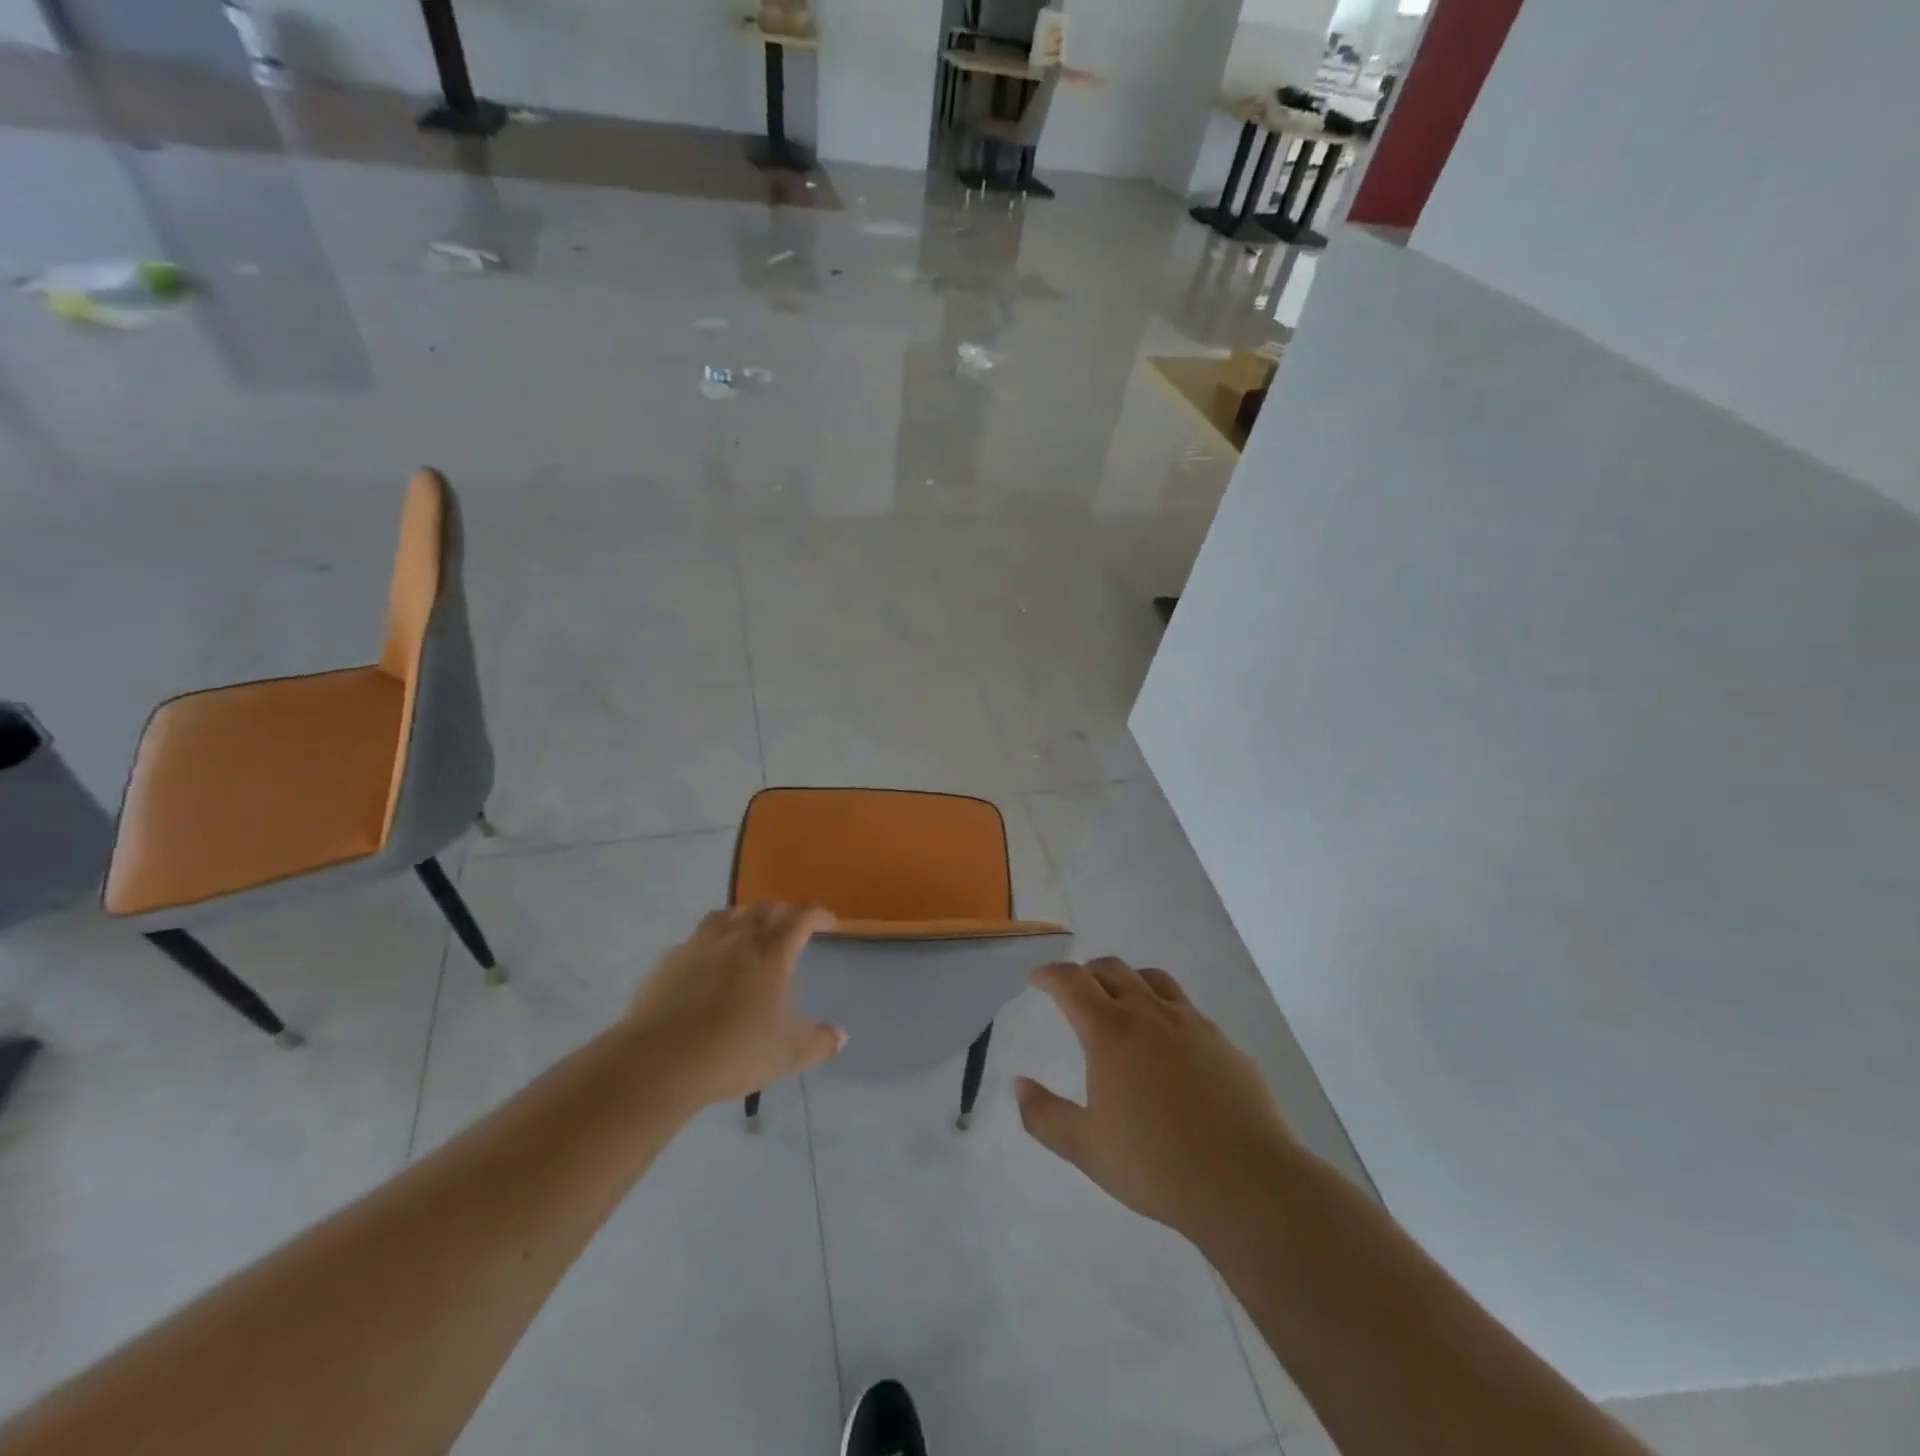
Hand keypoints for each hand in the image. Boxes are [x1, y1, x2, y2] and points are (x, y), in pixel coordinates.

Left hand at [628, 904, 845, 1105]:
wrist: (659, 1062)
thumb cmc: (735, 1051)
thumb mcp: (790, 1054)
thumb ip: (820, 1042)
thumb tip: (840, 1036)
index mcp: (772, 951)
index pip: (801, 916)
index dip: (817, 915)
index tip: (828, 922)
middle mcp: (737, 937)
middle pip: (764, 908)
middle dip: (782, 913)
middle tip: (790, 929)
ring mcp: (698, 946)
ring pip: (726, 916)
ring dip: (743, 919)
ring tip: (747, 935)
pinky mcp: (668, 962)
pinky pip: (695, 940)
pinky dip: (709, 944)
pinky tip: (707, 966)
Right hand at [1017, 958, 1299, 1247]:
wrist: (1247, 1184)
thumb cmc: (1157, 1166)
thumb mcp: (1086, 1149)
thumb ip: (1044, 1115)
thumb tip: (1019, 1085)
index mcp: (1111, 1032)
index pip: (1071, 982)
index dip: (1049, 974)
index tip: (1038, 978)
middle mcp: (1150, 1014)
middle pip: (1112, 969)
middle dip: (1087, 973)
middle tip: (1075, 991)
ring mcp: (1192, 1023)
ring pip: (1153, 979)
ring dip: (1128, 980)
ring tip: (1121, 1003)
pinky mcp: (1223, 1042)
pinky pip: (1187, 1008)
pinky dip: (1165, 1009)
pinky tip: (1169, 1044)